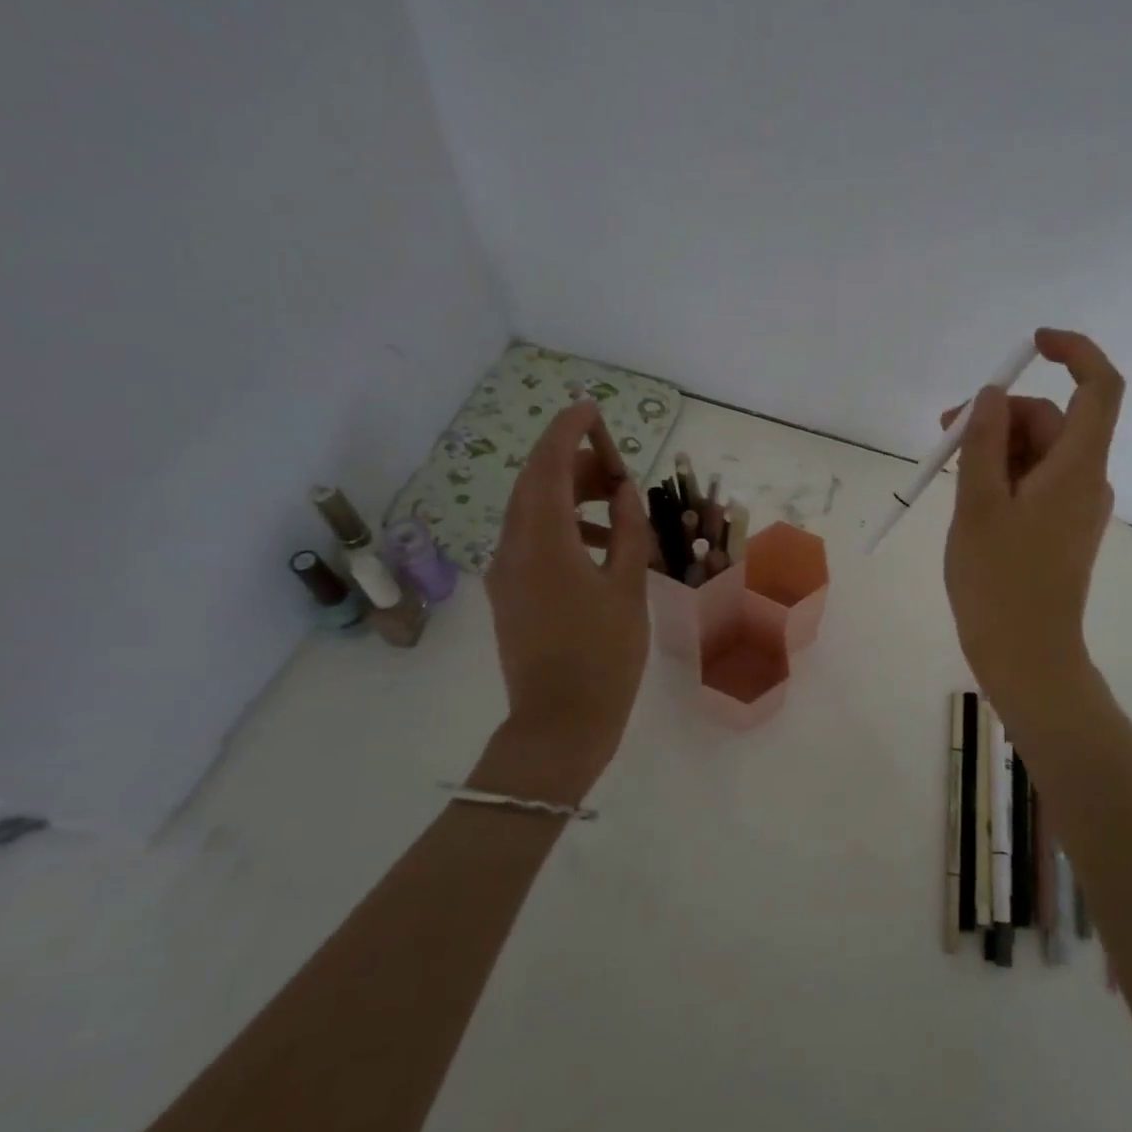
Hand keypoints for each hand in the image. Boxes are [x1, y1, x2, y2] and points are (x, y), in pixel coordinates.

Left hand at [482, 399, 651, 787]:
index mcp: (542, 541)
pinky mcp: (509, 593)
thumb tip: (621, 491)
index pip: (548, 465)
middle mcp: (512, 547)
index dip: (567, 431)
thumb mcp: (627, 586)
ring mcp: (505, 572)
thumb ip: (625, 530)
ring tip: (614, 502)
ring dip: (568, 495)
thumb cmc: (604, 654)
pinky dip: (561, 526)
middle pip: (535, 484)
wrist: (560, 723)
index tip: (591, 409)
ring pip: (531, 511)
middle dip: (572, 462)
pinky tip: (597, 544)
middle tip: (615, 463)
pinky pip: (530, 540)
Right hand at [942, 328, 1123, 721]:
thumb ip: (983, 442)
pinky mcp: (1062, 527)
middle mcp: (1086, 479)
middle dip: (998, 415)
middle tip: (943, 434)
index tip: (1032, 344)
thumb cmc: (999, 581)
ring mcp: (1076, 506)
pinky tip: (969, 496)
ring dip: (994, 447)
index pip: (1100, 387)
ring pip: (1038, 452)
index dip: (1074, 351)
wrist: (1027, 656)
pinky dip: (1003, 475)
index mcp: (1076, 467)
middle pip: (1051, 420)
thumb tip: (989, 396)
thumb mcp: (977, 504)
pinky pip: (1035, 481)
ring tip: (947, 472)